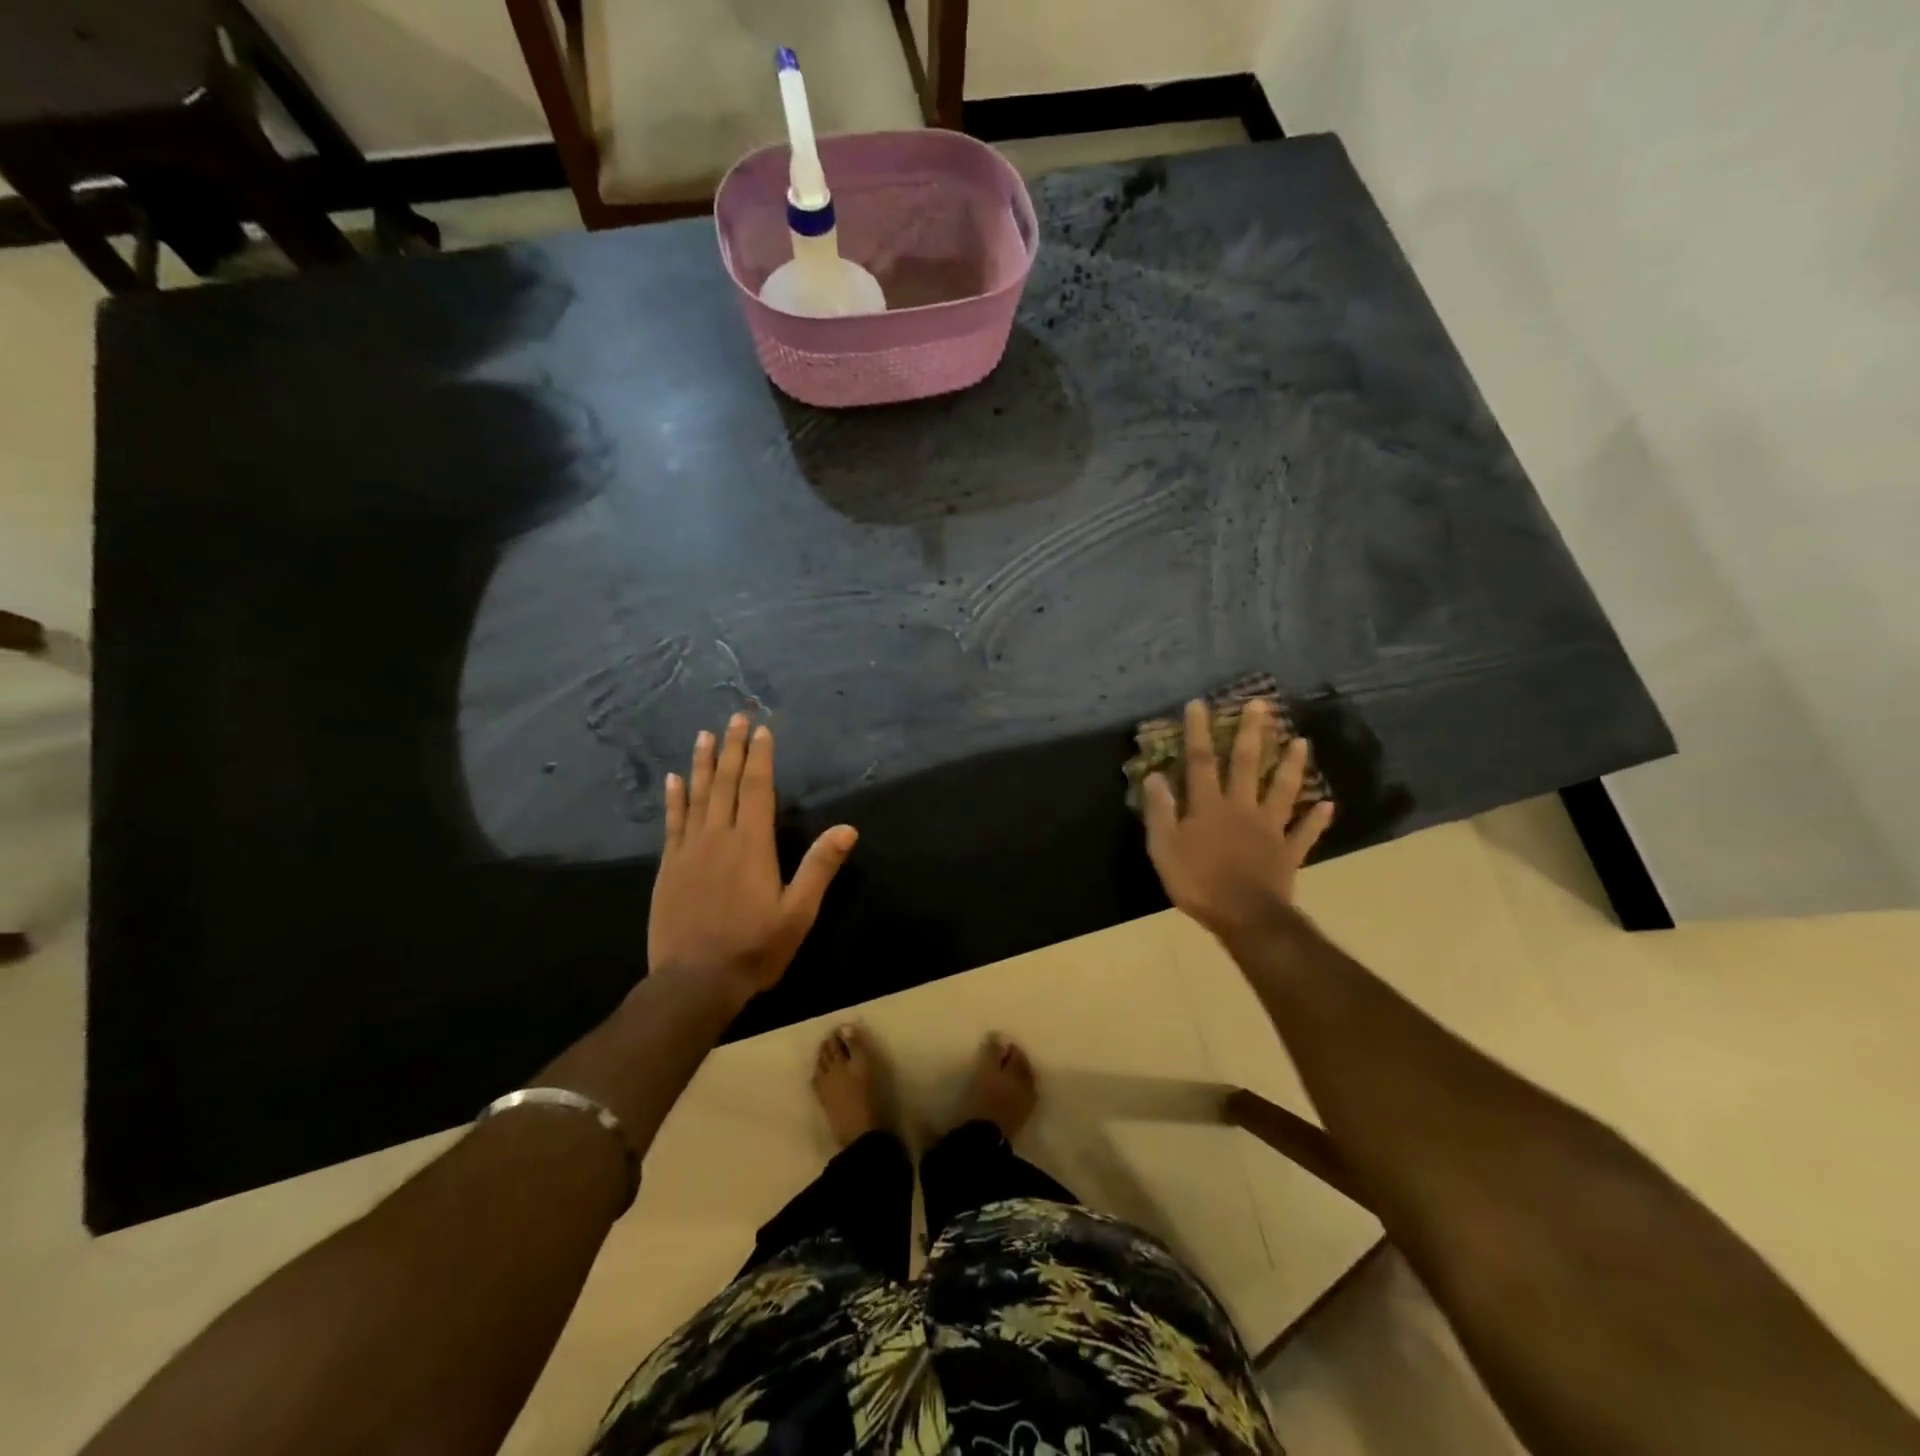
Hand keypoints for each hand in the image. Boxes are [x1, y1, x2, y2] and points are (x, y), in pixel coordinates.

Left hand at [648, 714, 857, 1002]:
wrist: (693, 983)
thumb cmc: (754, 948)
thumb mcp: (798, 913)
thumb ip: (820, 867)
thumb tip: (848, 828)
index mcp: (752, 845)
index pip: (757, 790)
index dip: (760, 758)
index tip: (762, 730)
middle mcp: (718, 838)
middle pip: (725, 783)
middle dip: (732, 749)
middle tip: (735, 718)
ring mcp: (689, 851)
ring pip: (696, 796)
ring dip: (702, 764)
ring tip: (705, 736)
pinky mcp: (669, 868)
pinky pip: (672, 822)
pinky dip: (674, 798)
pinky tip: (673, 780)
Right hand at [1144, 699, 1334, 945]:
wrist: (1245, 917)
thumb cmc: (1198, 882)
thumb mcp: (1164, 848)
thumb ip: (1160, 811)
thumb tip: (1154, 776)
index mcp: (1209, 807)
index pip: (1201, 761)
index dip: (1199, 732)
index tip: (1200, 704)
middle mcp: (1241, 808)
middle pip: (1248, 764)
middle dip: (1252, 733)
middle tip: (1262, 704)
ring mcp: (1269, 829)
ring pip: (1283, 790)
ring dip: (1292, 765)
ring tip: (1302, 741)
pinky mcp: (1288, 852)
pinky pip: (1304, 832)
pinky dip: (1317, 819)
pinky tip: (1329, 804)